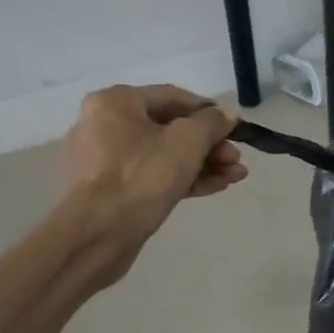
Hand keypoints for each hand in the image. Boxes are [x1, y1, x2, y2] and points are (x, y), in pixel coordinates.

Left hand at [64, 85, 244, 240]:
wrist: (97, 235)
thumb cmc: (142, 176)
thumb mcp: (187, 141)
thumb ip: (212, 122)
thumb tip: (226, 115)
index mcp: (115, 102)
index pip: (173, 97)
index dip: (209, 111)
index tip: (235, 129)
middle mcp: (104, 125)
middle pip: (169, 128)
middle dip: (209, 145)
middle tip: (236, 160)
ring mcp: (104, 161)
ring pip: (163, 155)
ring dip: (202, 163)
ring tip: (235, 177)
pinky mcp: (109, 191)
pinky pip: (151, 176)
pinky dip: (182, 178)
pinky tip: (215, 187)